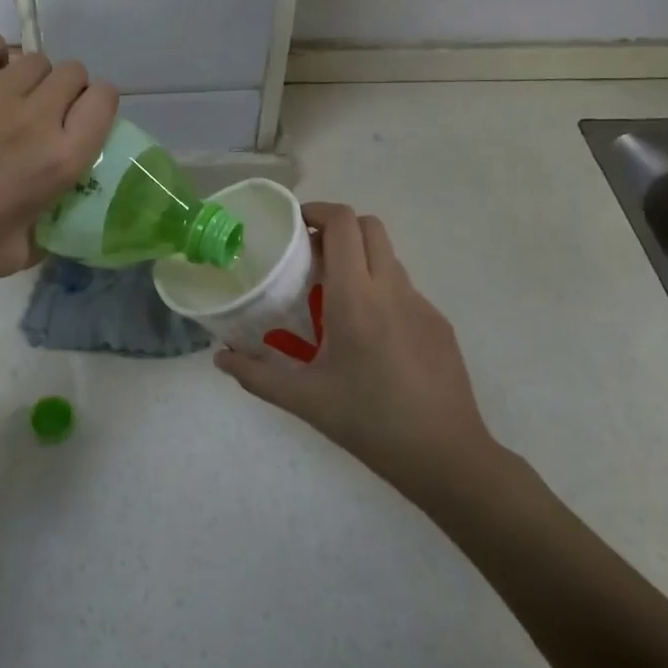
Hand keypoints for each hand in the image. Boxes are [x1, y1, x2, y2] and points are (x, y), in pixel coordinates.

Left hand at [0, 30, 118, 292]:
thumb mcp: (20, 255)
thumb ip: (49, 228)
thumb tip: (55, 212)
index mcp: (60, 160)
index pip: (105, 99)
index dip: (96, 106)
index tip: (79, 122)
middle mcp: (36, 117)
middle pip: (73, 72)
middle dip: (65, 91)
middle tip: (41, 115)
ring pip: (33, 58)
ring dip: (28, 77)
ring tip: (5, 100)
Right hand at [215, 203, 505, 505]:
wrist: (446, 456)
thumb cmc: (370, 423)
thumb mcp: (305, 401)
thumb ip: (256, 376)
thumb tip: (220, 358)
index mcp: (356, 299)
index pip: (344, 225)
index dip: (318, 211)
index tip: (295, 227)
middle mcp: (392, 290)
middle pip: (370, 226)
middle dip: (338, 227)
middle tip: (311, 255)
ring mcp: (422, 304)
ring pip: (388, 256)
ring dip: (360, 258)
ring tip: (334, 296)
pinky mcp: (439, 323)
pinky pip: (404, 288)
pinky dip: (380, 289)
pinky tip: (369, 335)